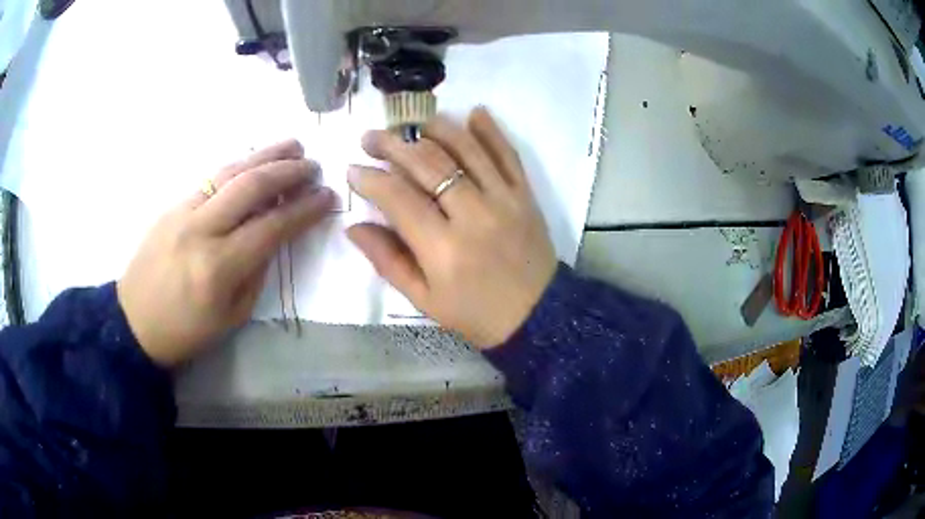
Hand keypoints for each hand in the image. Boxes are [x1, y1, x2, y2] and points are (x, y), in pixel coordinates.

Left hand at [118, 141, 335, 367]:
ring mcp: (183, 212)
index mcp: (219, 267)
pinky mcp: (172, 206)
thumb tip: (272, 236)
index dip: (304, 209)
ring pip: (229, 172)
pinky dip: (238, 166)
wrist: (134, 322)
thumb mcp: (231, 316)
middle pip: (251, 186)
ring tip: (292, 146)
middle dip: (288, 171)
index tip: (327, 197)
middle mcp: (201, 230)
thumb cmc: (186, 331)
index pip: (272, 226)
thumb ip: (256, 272)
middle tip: (313, 166)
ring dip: (265, 155)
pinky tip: (254, 162)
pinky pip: (211, 179)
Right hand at [347, 108, 557, 348]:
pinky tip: (474, 112)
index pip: (398, 199)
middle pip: (428, 165)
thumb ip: (387, 260)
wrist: (537, 316)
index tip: (353, 170)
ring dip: (436, 128)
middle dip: (393, 145)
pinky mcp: (525, 195)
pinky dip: (491, 131)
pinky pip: (507, 154)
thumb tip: (353, 226)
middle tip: (371, 137)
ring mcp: (504, 200)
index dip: (371, 180)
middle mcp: (473, 215)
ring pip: (466, 149)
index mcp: (443, 249)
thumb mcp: (424, 299)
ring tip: (413, 123)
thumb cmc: (475, 313)